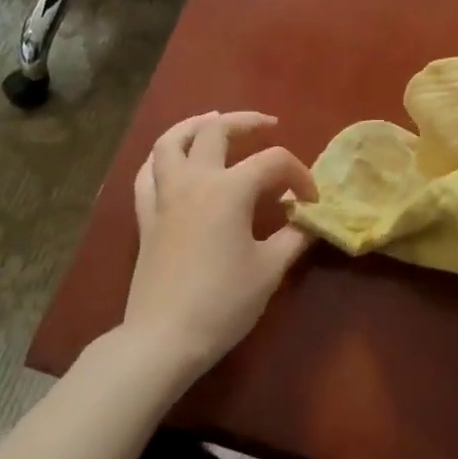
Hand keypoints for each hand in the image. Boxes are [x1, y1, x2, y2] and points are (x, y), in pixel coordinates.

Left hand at [120, 111, 317, 383]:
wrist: (165, 337)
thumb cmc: (224, 302)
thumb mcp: (270, 269)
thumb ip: (293, 236)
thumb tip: (308, 220)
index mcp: (229, 190)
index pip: (272, 162)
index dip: (299, 175)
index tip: (312, 202)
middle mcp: (194, 181)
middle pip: (216, 131)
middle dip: (247, 123)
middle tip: (268, 126)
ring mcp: (164, 196)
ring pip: (171, 141)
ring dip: (195, 125)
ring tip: (214, 122)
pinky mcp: (146, 217)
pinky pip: (148, 174)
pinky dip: (163, 158)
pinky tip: (175, 160)